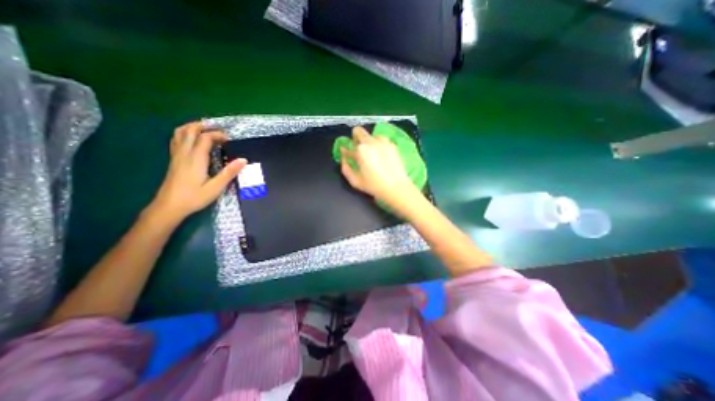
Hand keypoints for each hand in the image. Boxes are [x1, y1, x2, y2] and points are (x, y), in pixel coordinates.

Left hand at [148, 123, 245, 221]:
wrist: (169, 206)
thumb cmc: (194, 197)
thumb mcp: (216, 187)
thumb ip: (229, 172)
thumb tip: (244, 160)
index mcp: (196, 159)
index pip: (205, 138)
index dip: (218, 135)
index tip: (229, 139)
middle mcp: (184, 153)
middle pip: (190, 130)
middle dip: (204, 126)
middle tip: (218, 128)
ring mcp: (176, 156)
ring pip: (180, 133)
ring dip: (192, 127)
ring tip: (205, 129)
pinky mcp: (173, 160)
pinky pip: (177, 140)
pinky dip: (185, 134)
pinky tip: (192, 140)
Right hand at [339, 125, 420, 206]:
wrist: (396, 187)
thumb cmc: (374, 185)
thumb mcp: (355, 181)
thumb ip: (345, 167)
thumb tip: (343, 158)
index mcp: (360, 150)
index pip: (348, 147)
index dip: (345, 150)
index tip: (346, 153)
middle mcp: (371, 142)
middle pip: (358, 131)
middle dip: (356, 138)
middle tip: (358, 150)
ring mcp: (383, 142)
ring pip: (371, 135)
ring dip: (369, 141)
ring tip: (372, 153)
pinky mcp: (392, 145)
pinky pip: (382, 140)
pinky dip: (379, 145)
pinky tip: (381, 156)